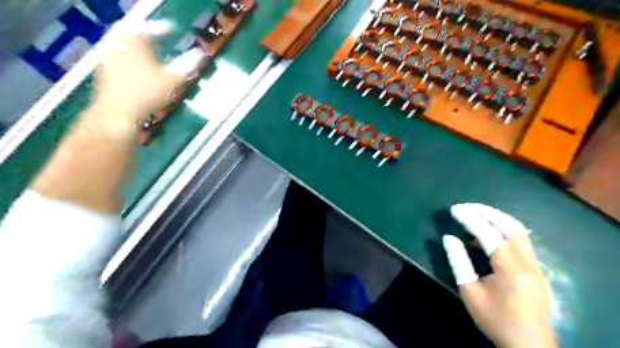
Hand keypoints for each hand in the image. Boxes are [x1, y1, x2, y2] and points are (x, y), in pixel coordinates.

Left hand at [84, 21, 204, 129]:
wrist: (117, 112)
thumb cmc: (146, 93)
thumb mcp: (171, 80)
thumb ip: (185, 65)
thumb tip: (200, 53)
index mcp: (133, 43)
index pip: (147, 28)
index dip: (161, 28)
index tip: (171, 30)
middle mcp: (117, 45)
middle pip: (130, 33)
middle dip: (145, 34)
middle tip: (157, 38)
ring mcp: (107, 57)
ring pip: (122, 44)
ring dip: (136, 45)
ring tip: (148, 52)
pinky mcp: (104, 70)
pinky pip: (116, 55)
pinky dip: (128, 57)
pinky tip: (136, 67)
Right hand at [441, 202, 557, 347]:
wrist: (529, 346)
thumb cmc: (495, 319)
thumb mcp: (470, 292)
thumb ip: (458, 262)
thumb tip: (448, 238)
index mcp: (510, 268)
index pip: (488, 234)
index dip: (470, 219)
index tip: (454, 209)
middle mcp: (527, 261)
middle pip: (510, 226)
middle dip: (486, 211)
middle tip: (466, 206)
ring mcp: (536, 265)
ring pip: (520, 230)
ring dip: (498, 217)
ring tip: (478, 212)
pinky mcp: (537, 269)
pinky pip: (523, 240)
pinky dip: (506, 227)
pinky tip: (494, 229)